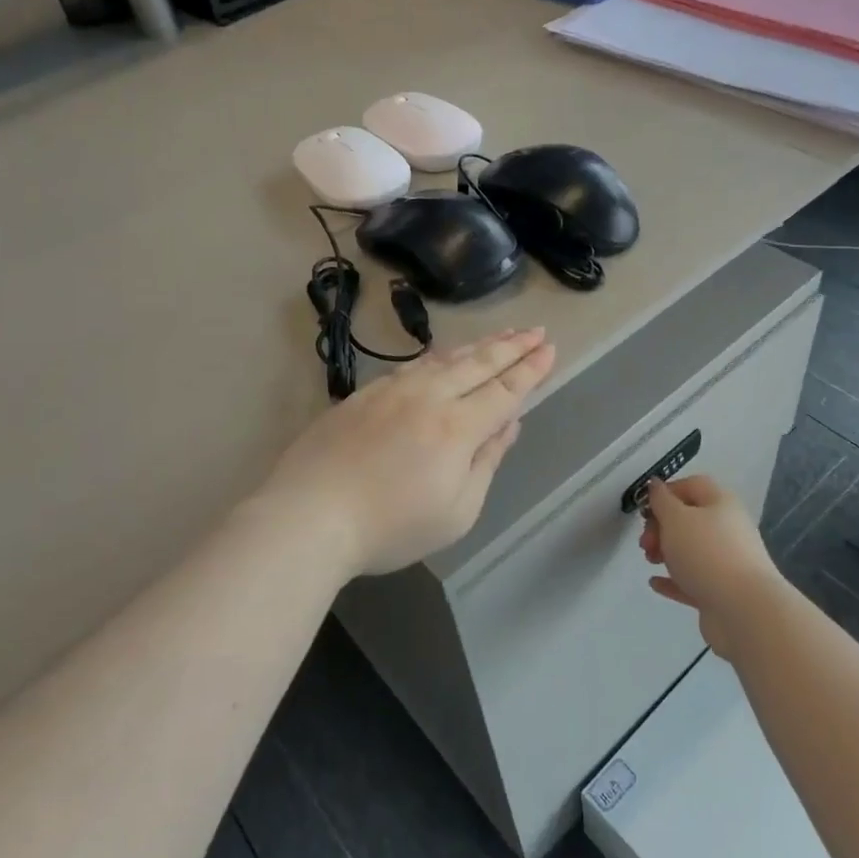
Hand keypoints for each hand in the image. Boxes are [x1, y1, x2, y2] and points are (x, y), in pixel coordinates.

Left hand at [258, 328, 556, 579]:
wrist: (309, 515)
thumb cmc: (390, 527)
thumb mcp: (456, 511)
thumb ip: (486, 463)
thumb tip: (509, 426)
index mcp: (457, 428)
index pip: (504, 390)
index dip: (530, 369)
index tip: (549, 348)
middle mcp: (428, 397)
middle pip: (478, 364)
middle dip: (511, 346)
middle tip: (535, 329)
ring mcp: (391, 391)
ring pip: (444, 359)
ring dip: (477, 346)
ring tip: (500, 335)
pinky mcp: (363, 395)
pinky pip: (412, 366)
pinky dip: (438, 357)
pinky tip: (442, 357)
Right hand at [640, 476, 789, 659]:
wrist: (744, 611)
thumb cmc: (706, 553)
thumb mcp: (676, 519)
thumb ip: (661, 500)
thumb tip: (656, 485)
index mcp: (721, 503)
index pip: (692, 486)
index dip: (666, 492)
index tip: (645, 509)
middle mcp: (727, 529)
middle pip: (689, 519)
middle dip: (661, 527)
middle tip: (645, 542)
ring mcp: (727, 562)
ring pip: (690, 550)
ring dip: (665, 552)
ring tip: (649, 561)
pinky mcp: (721, 592)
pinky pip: (692, 580)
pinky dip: (673, 579)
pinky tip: (654, 583)